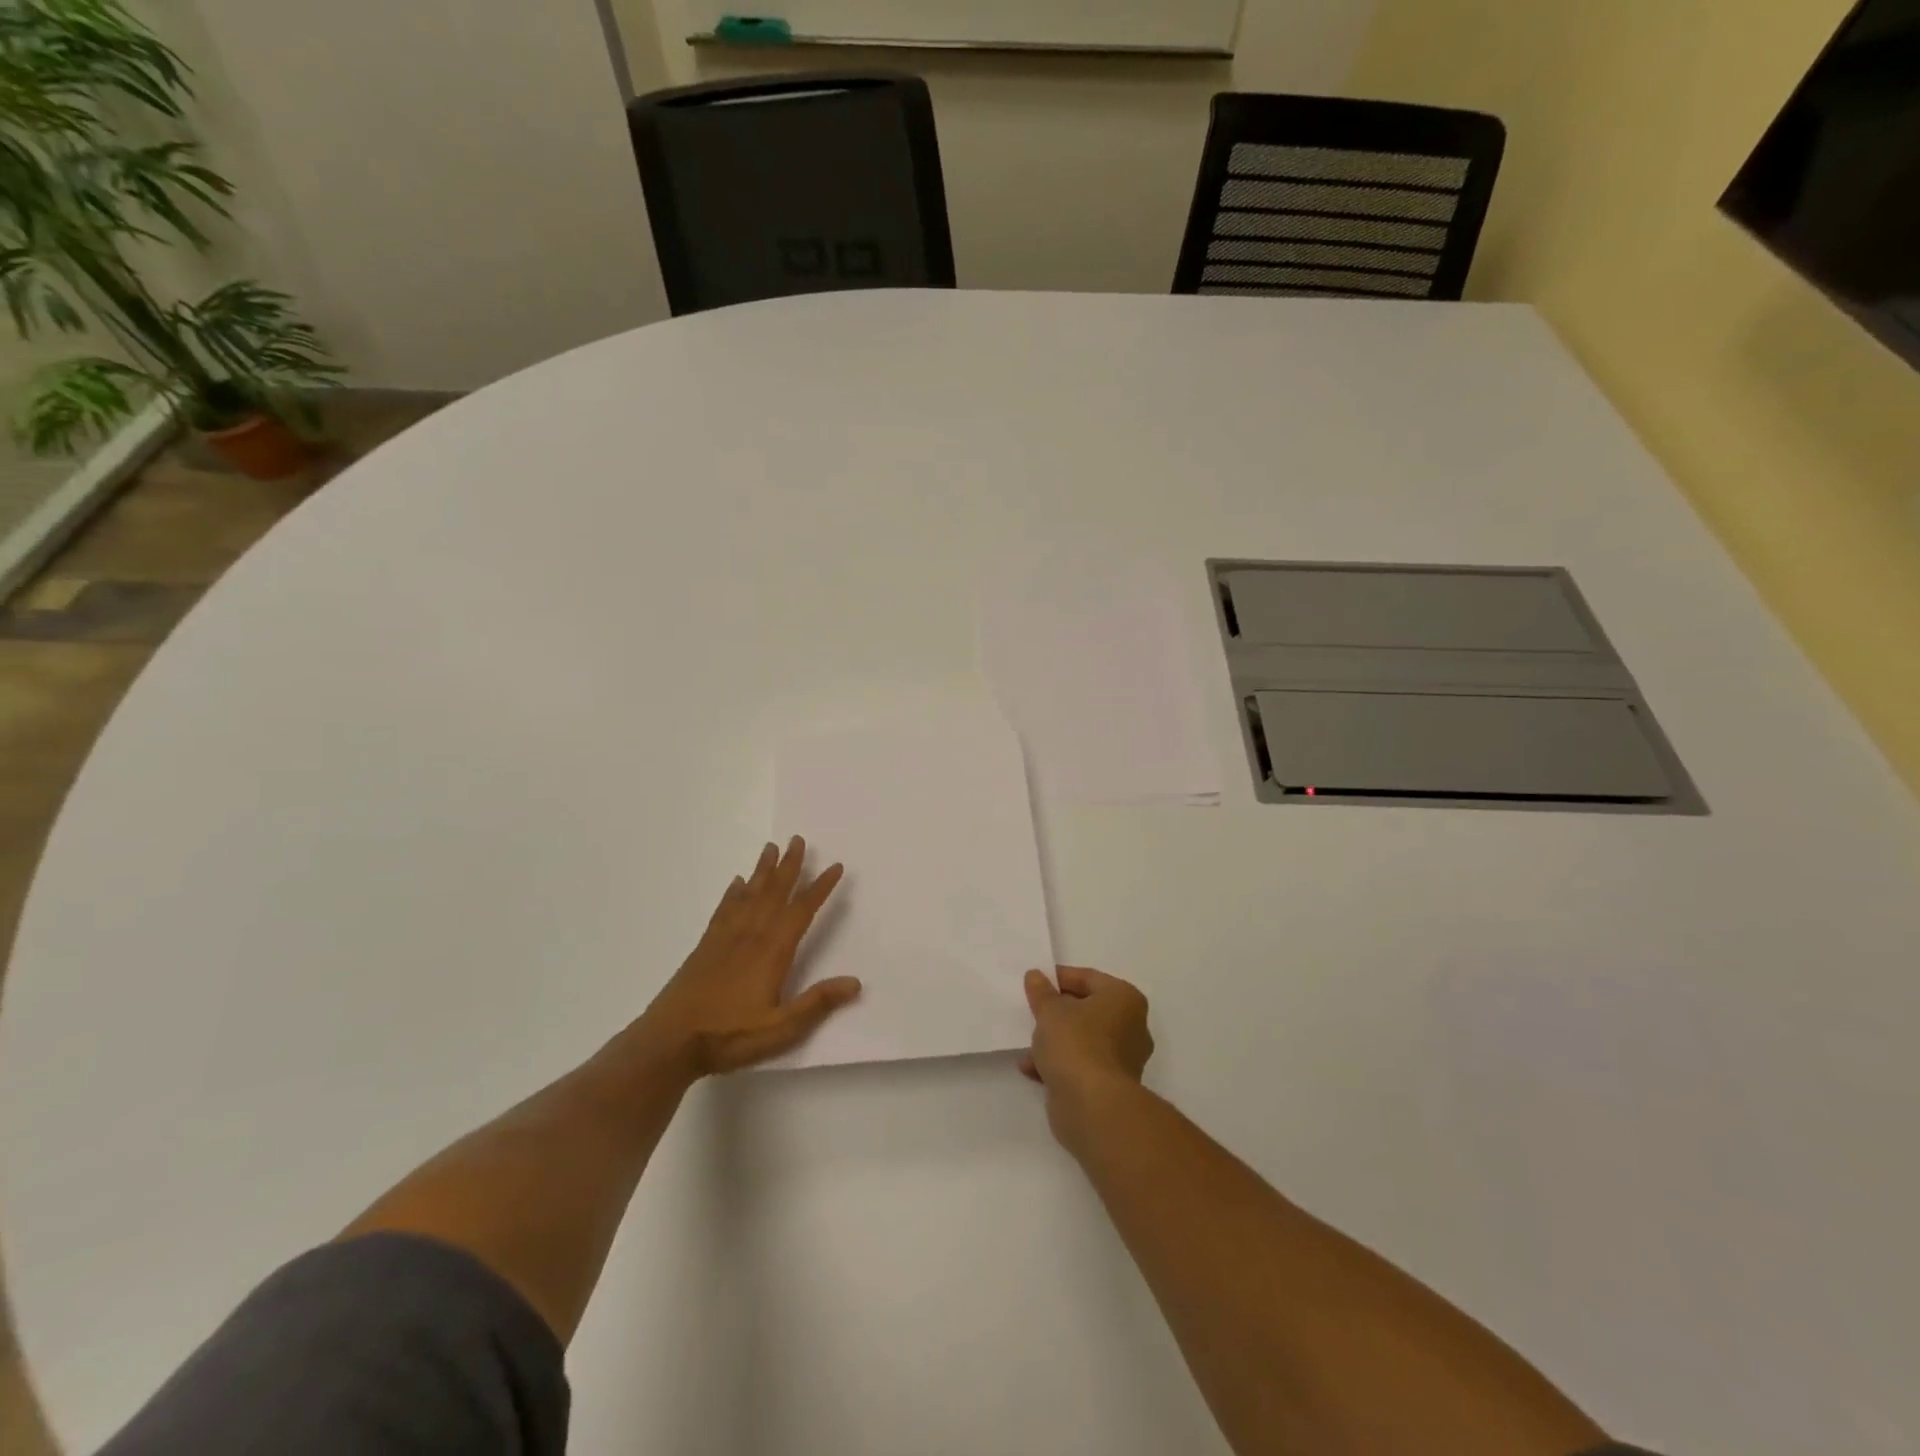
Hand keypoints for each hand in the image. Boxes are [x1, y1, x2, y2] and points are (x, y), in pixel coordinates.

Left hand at [637, 837, 860, 1079]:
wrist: (669, 1042)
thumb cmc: (729, 1035)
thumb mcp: (780, 1028)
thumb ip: (817, 1003)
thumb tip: (855, 982)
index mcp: (772, 952)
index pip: (801, 911)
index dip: (820, 888)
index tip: (835, 866)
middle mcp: (750, 936)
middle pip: (774, 893)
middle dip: (789, 866)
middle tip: (798, 839)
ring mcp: (724, 938)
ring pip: (749, 895)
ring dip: (762, 870)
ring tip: (771, 847)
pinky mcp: (705, 947)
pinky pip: (723, 910)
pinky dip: (732, 893)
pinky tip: (737, 882)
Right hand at [1020, 966, 1154, 1138]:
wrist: (1093, 1107)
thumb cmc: (1076, 1044)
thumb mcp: (1050, 1011)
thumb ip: (1041, 992)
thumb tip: (1036, 976)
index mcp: (1124, 999)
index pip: (1088, 978)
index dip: (1059, 978)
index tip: (1035, 983)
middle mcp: (1130, 1026)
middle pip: (1087, 1010)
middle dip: (1057, 1012)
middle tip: (1032, 1011)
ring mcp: (1122, 1059)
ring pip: (1082, 1040)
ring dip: (1054, 1040)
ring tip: (1027, 1043)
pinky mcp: (1110, 1087)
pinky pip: (1080, 1065)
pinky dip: (1058, 1064)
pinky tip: (1031, 1068)